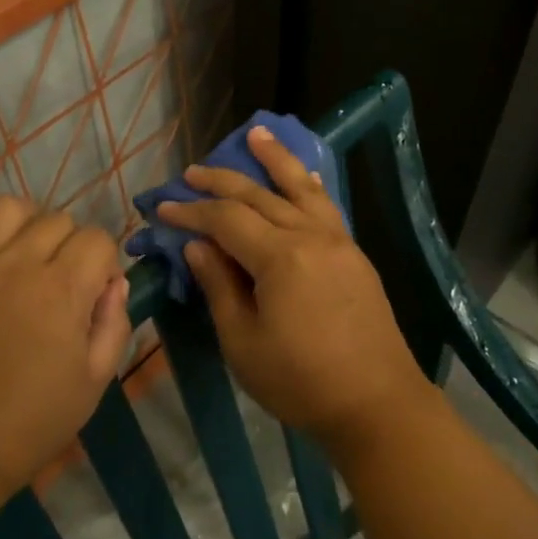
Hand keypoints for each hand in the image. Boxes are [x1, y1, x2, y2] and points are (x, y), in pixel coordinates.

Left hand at [0, 197, 131, 510]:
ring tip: (24, 252)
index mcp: (62, 290)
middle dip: (71, 245)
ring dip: (25, 222)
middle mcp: (17, 264)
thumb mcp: (93, 383)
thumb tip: (113, 284)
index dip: (105, 263)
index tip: (96, 294)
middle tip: (62, 283)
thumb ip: (113, 326)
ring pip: (5, 207)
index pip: (98, 240)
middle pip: (57, 220)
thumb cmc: (27, 425)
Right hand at [156, 127, 437, 457]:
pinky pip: (325, 206)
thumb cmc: (300, 382)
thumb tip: (197, 245)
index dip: (190, 212)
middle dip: (221, 181)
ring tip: (256, 134)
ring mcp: (338, 242)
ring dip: (275, 160)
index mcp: (280, 258)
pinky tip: (302, 176)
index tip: (161, 208)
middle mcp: (311, 237)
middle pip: (259, 196)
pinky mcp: (354, 255)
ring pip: (300, 188)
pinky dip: (308, 185)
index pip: (226, 220)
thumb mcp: (243, 342)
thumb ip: (219, 286)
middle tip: (191, 173)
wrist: (376, 404)